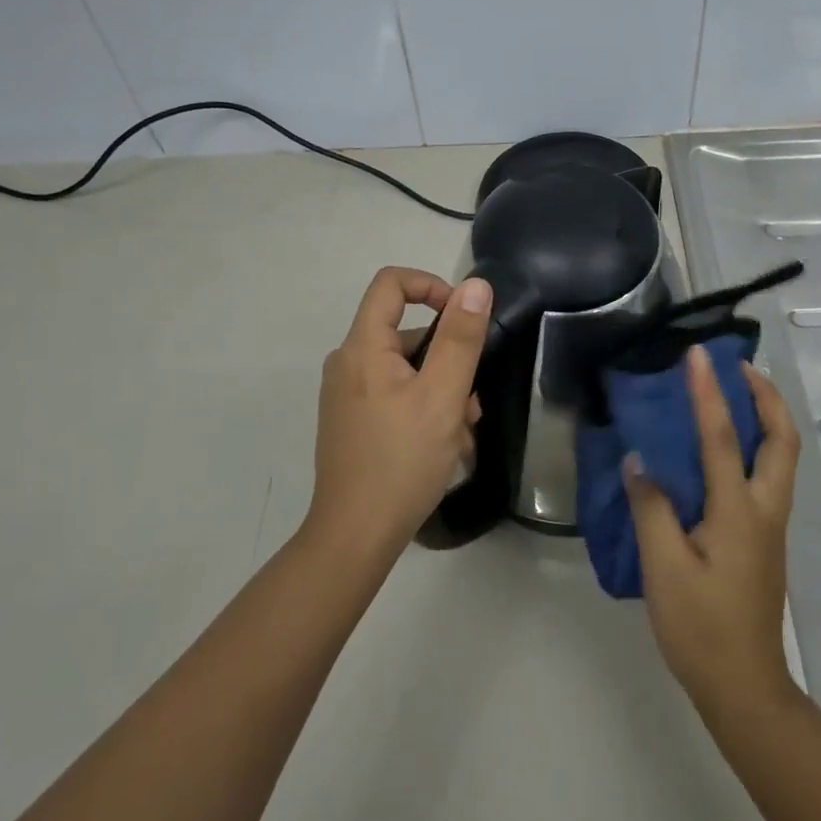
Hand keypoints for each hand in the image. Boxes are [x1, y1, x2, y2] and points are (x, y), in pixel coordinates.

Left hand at [305, 266, 491, 560]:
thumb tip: (475, 285)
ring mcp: (346, 395)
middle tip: (472, 404)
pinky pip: (393, 396)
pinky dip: (423, 409)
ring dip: (441, 392)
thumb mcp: (442, 396)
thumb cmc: (402, 461)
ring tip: (463, 435)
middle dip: (447, 360)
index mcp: (362, 347)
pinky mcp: (351, 422)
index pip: (391, 284)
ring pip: (405, 371)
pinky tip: (444, 448)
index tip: (463, 316)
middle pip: (405, 333)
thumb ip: (460, 338)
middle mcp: (347, 363)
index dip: (431, 285)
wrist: (354, 537)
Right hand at [623, 346, 801, 717]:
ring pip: (780, 457)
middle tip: (738, 367)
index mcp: (738, 512)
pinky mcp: (763, 539)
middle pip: (783, 439)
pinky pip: (766, 475)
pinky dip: (753, 445)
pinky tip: (721, 449)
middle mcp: (764, 510)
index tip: (698, 355)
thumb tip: (639, 461)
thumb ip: (651, 508)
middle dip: (766, 396)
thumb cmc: (701, 628)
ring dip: (764, 417)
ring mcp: (769, 525)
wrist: (744, 687)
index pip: (722, 438)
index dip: (708, 392)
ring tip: (733, 394)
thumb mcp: (663, 568)